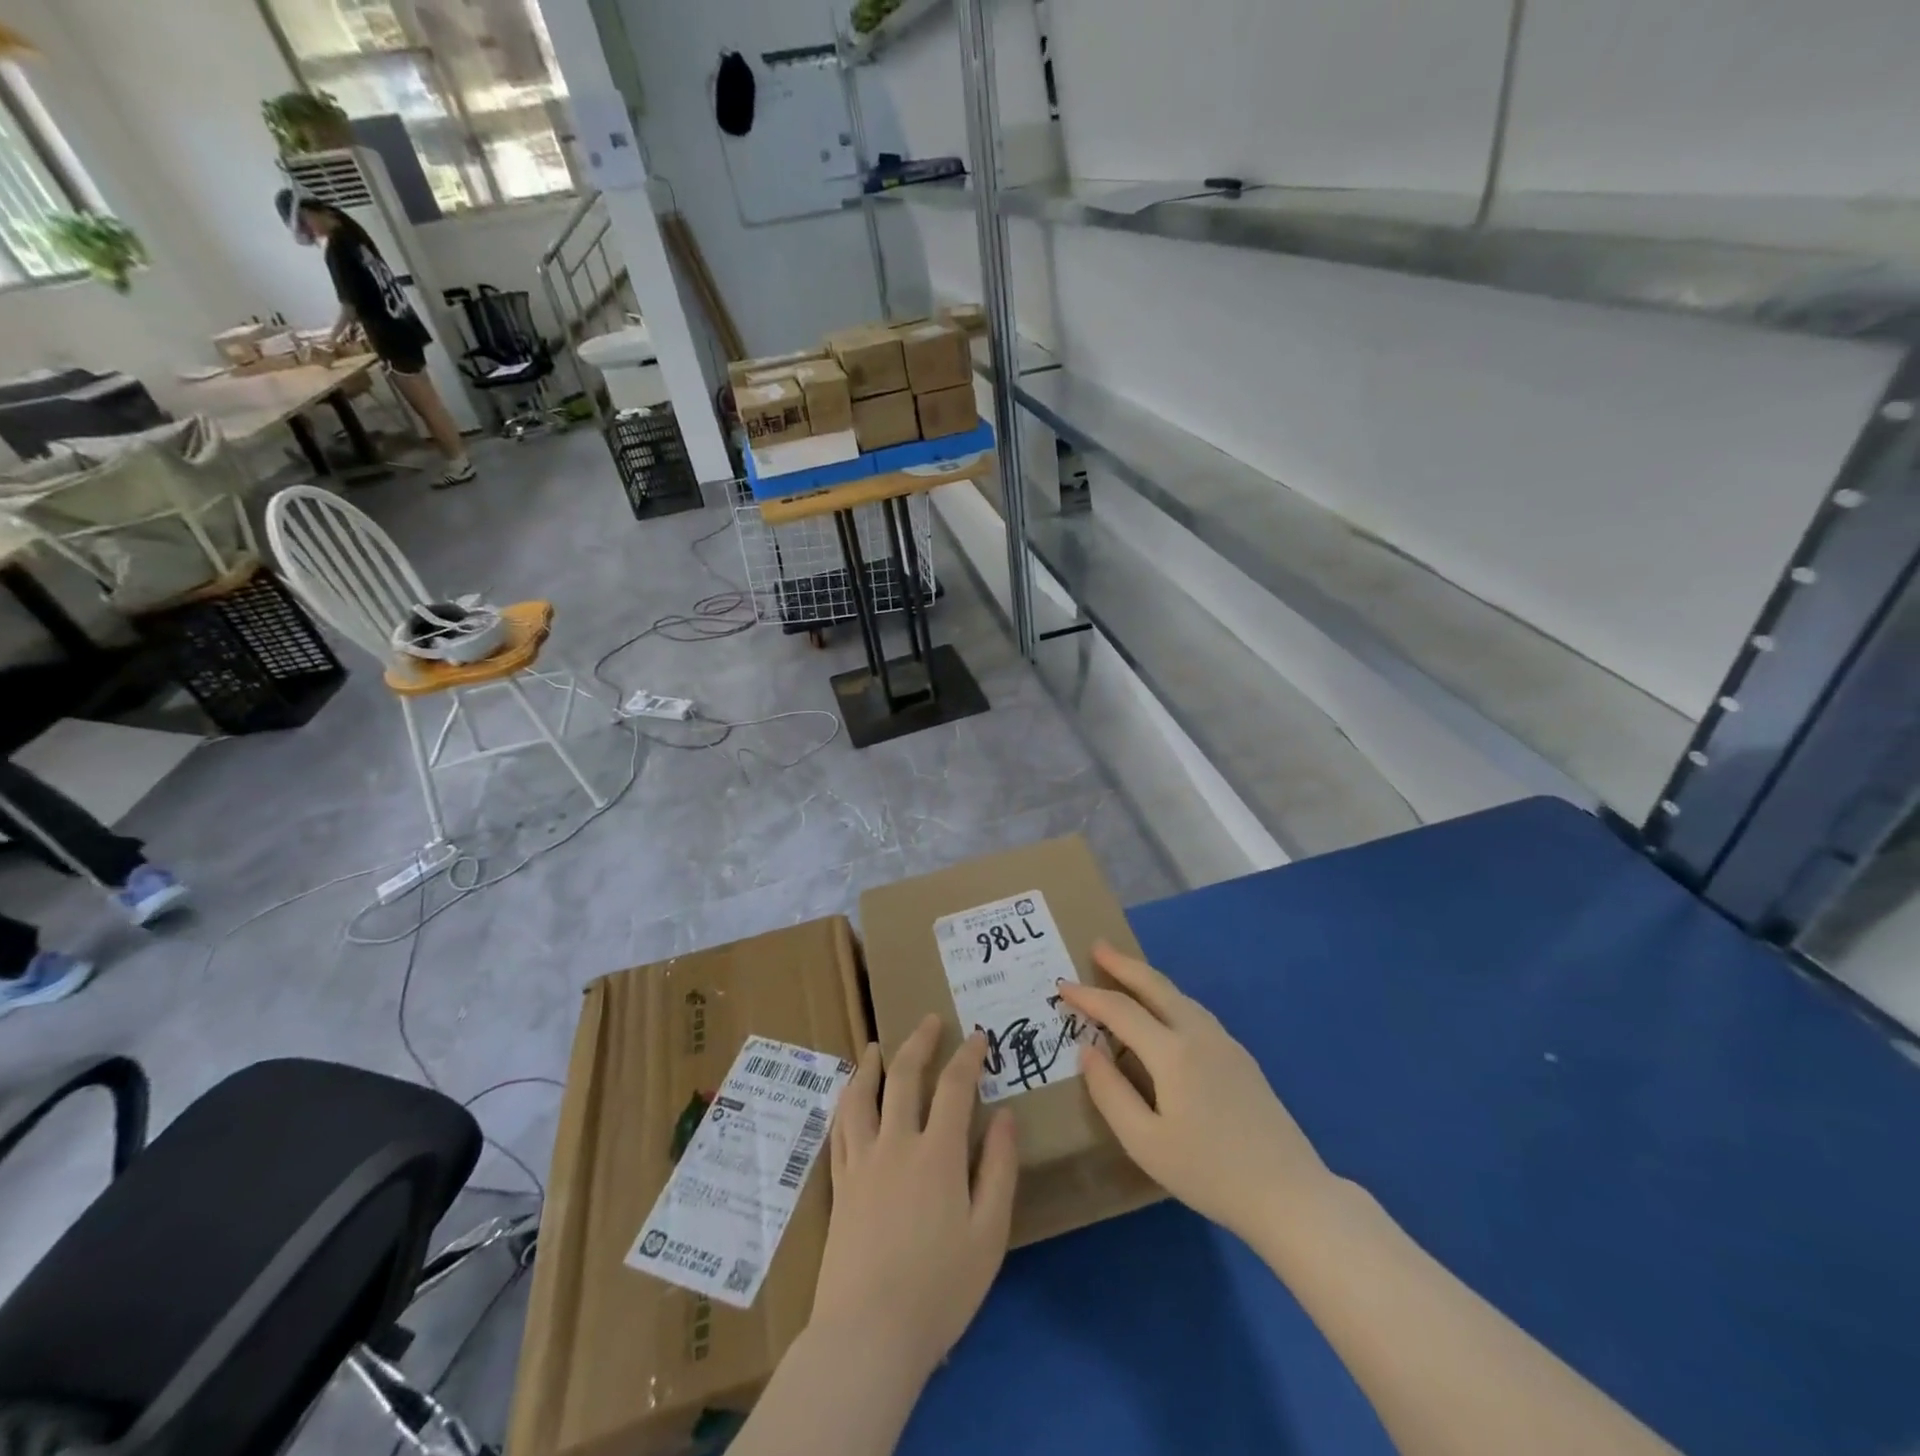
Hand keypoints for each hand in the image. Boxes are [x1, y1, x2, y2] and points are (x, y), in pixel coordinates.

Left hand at [812, 1016, 1018, 1382]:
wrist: (869, 1334)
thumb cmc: (940, 1289)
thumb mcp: (989, 1234)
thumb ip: (999, 1169)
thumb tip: (1006, 1115)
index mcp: (937, 1153)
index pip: (954, 1087)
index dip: (968, 1056)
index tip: (978, 1036)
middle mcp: (896, 1144)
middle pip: (904, 1076)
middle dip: (919, 1042)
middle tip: (929, 1020)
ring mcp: (861, 1161)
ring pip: (862, 1096)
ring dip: (870, 1065)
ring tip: (875, 1047)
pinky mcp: (839, 1184)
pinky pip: (840, 1128)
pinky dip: (846, 1102)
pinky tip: (848, 1097)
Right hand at [1055, 942, 1331, 1242]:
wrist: (1290, 1194)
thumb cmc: (1209, 1173)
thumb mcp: (1145, 1143)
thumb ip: (1110, 1092)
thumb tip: (1088, 1049)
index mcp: (1172, 1052)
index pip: (1120, 1010)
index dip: (1088, 996)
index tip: (1062, 985)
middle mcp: (1198, 1034)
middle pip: (1156, 986)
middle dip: (1123, 964)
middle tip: (1097, 947)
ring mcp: (1224, 1042)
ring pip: (1179, 996)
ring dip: (1148, 979)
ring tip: (1124, 972)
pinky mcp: (1240, 1057)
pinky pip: (1194, 1012)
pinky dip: (1168, 998)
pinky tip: (1163, 1011)